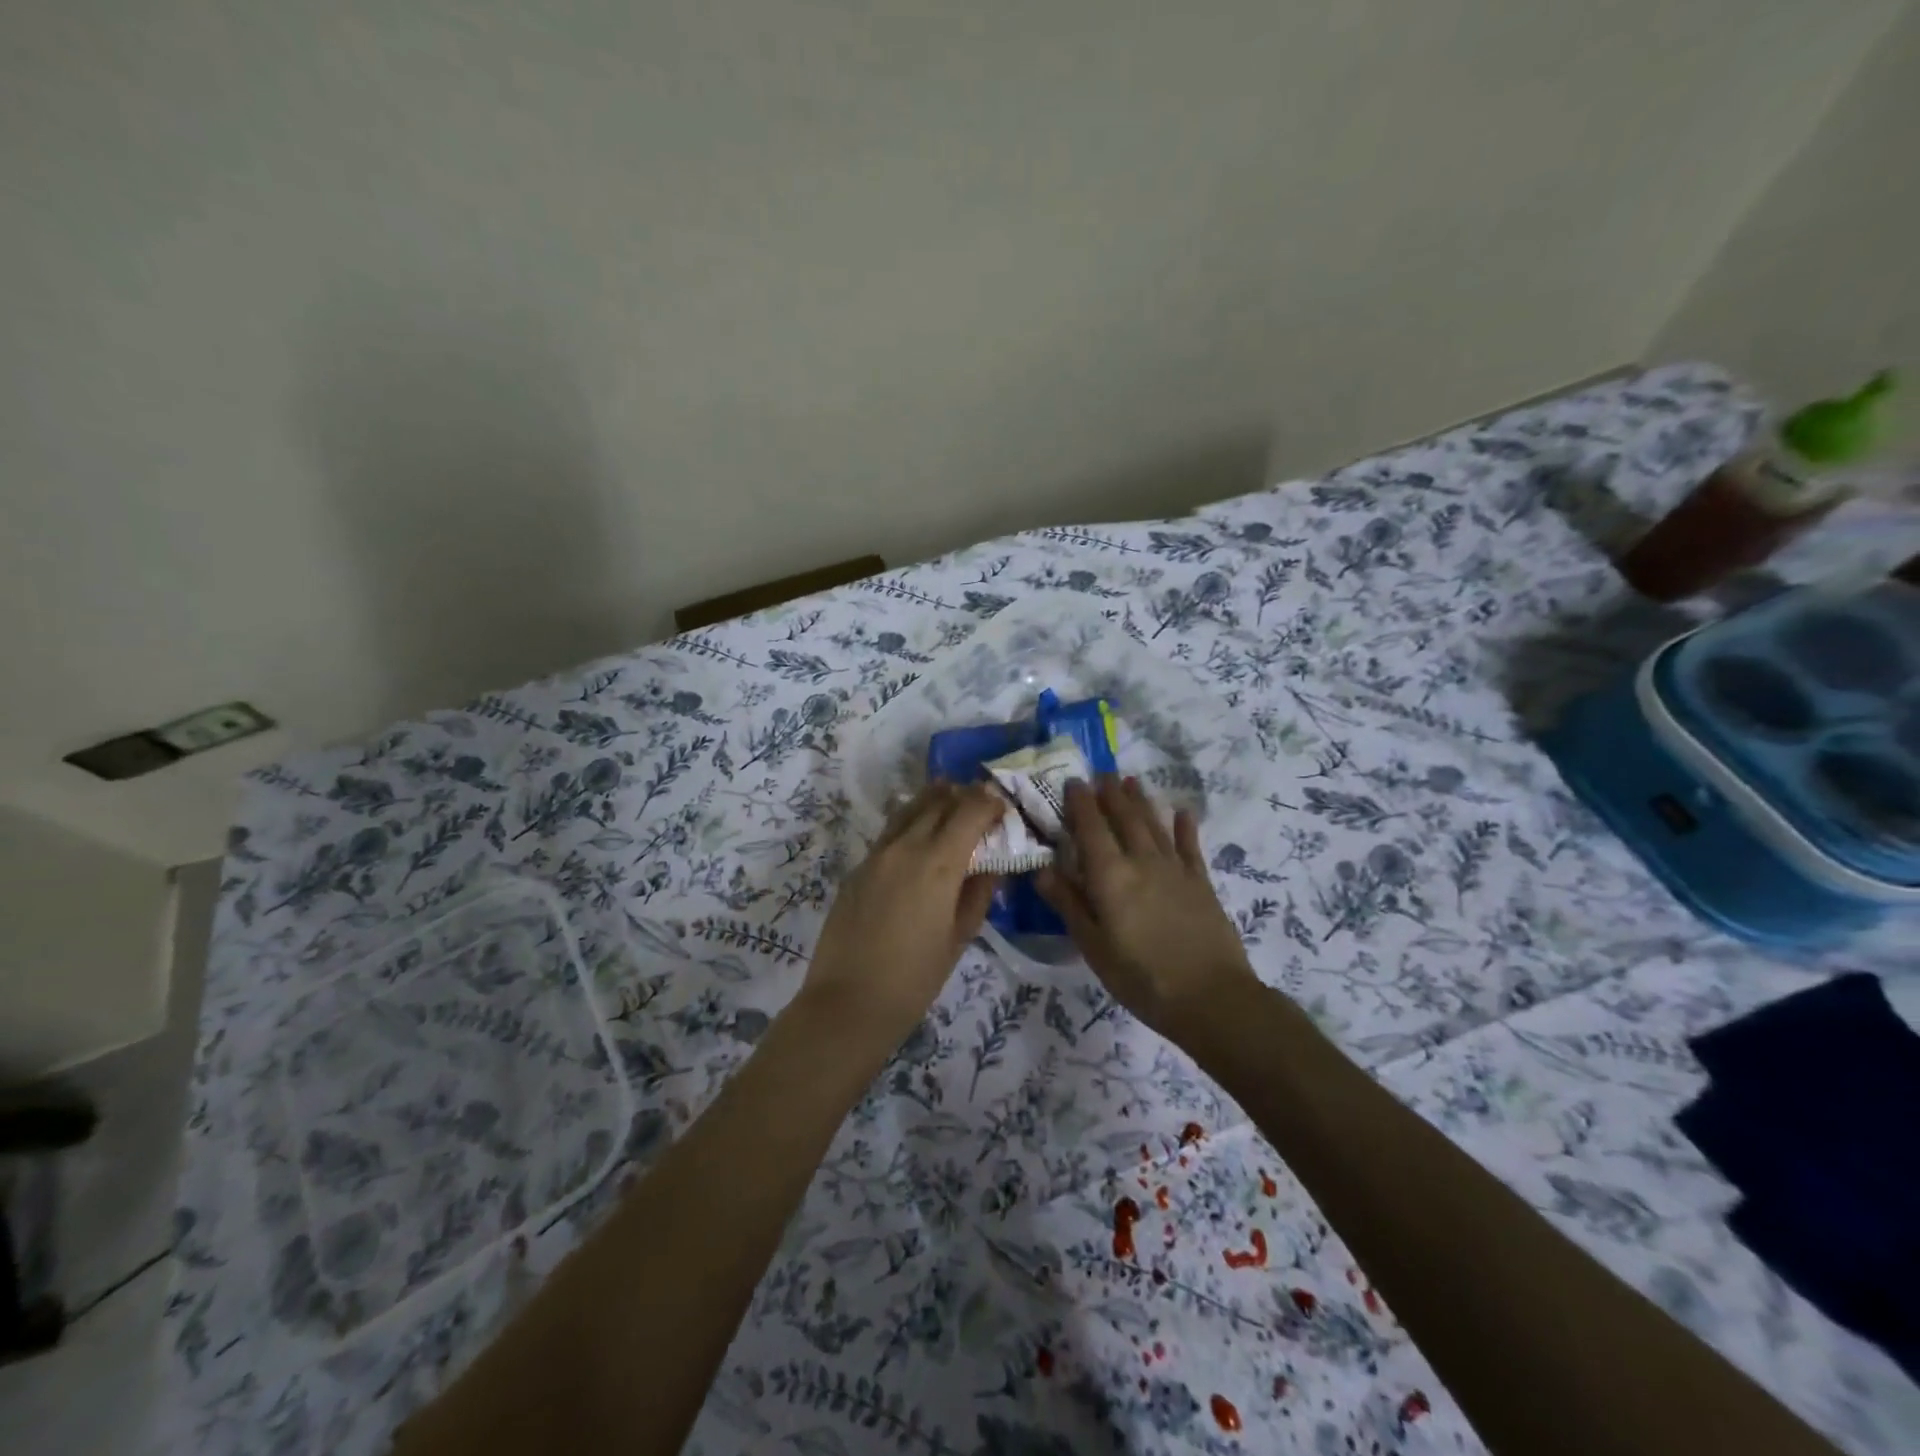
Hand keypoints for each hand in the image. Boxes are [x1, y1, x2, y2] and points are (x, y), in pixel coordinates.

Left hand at [799, 782, 1002, 1049]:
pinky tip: (918, 833)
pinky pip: (889, 832)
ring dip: (933, 800)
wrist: (848, 1003)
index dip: (989, 803)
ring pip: (908, 810)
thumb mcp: (959, 937)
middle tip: (981, 799)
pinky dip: (910, 821)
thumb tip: (990, 865)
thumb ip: (978, 894)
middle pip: (937, 802)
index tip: (1002, 806)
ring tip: (950, 797)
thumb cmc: (915, 978)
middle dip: (963, 796)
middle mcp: (905, 847)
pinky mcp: (857, 869)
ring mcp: (876, 855)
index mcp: (937, 863)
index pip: (968, 812)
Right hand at [1037, 776, 1256, 1039]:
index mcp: (1111, 876)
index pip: (1091, 828)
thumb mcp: (1093, 947)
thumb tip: (1042, 869)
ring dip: (1141, 801)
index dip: (1080, 803)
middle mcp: (1142, 861)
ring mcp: (1175, 869)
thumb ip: (1069, 904)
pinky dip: (1184, 827)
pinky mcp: (1201, 882)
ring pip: (1154, 825)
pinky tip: (1182, 812)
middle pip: (1124, 818)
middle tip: (1101, 774)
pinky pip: (1189, 846)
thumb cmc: (1141, 977)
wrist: (1210, 997)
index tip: (1072, 781)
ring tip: (1130, 781)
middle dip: (1110, 794)